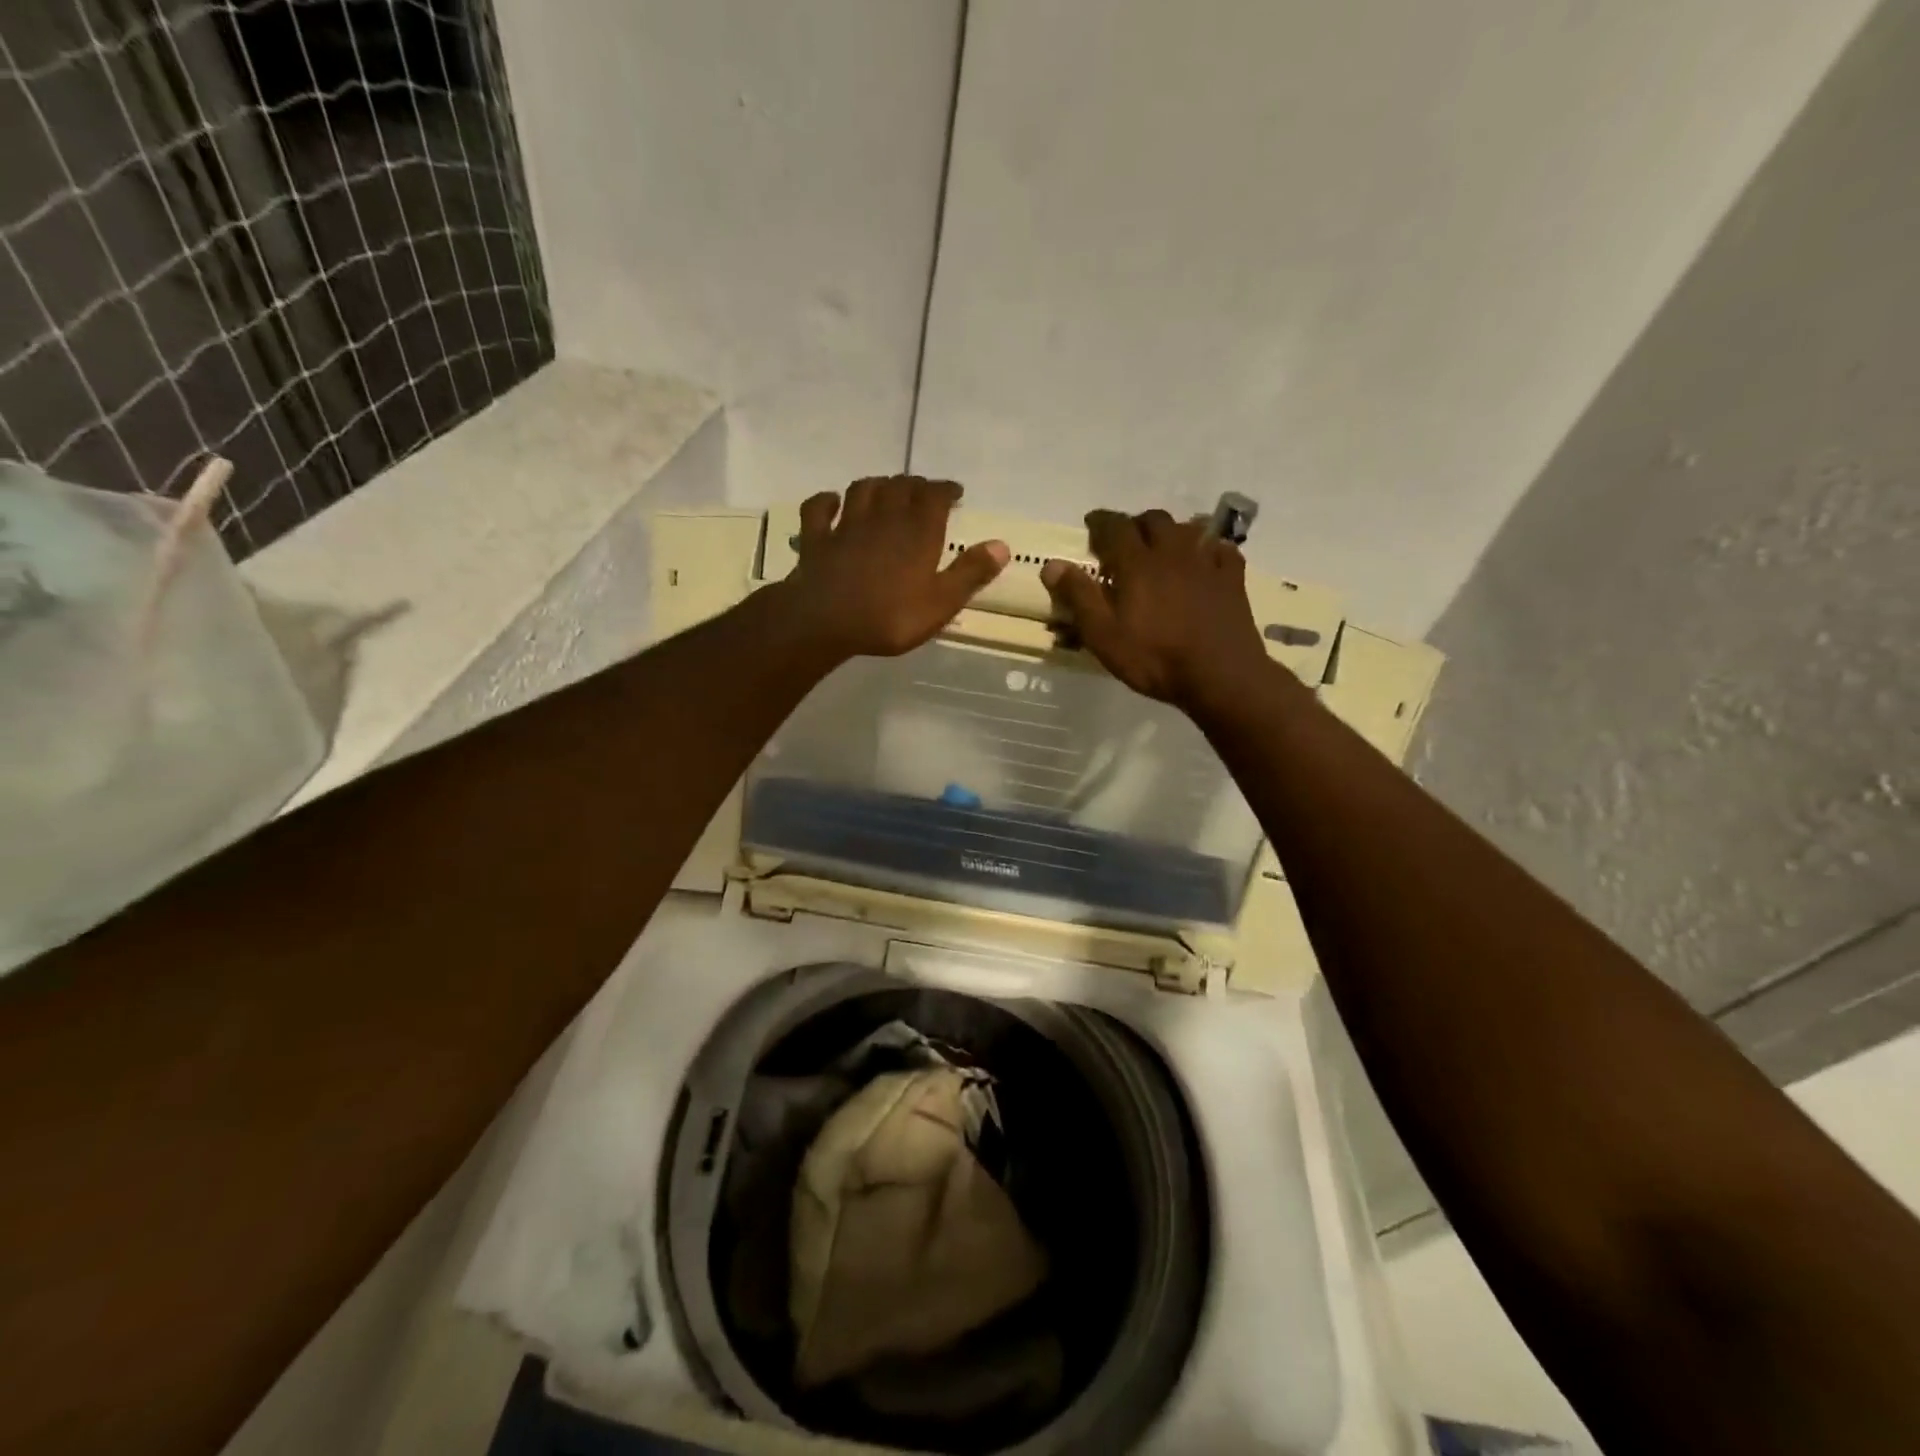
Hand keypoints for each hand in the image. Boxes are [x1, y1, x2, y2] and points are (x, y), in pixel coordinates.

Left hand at [779, 475, 1008, 658]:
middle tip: (923, 492)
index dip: (946, 489)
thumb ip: (970, 573)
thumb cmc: (889, 617)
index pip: (935, 496)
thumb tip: (1002, 545)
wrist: (824, 623)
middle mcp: (883, 518)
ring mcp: (846, 526)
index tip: (955, 492)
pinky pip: (818, 509)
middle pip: (900, 486)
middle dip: (915, 485)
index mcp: (917, 532)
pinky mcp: (816, 539)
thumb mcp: (940, 603)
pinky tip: (832, 502)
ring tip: (886, 491)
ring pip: (863, 489)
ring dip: (877, 485)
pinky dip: (826, 501)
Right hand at [1041, 508, 1269, 710]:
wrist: (1220, 675)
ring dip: (1171, 532)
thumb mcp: (1104, 635)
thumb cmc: (1155, 658)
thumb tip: (1052, 565)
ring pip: (1188, 528)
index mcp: (1137, 563)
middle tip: (1125, 541)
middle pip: (1154, 520)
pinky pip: (1221, 549)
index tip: (1091, 524)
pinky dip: (1207, 548)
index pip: (1114, 526)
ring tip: (1162, 549)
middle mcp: (1172, 552)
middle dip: (1136, 524)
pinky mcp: (1232, 578)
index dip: (1100, 522)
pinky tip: (1204, 561)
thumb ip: (1079, 597)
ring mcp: (1207, 562)